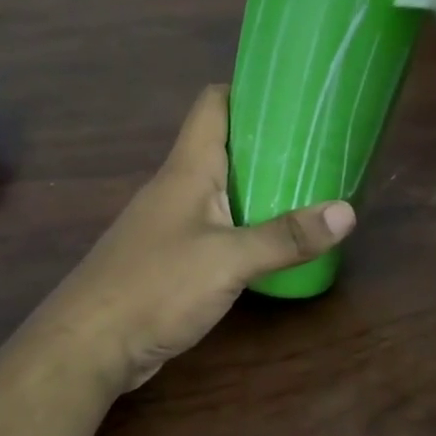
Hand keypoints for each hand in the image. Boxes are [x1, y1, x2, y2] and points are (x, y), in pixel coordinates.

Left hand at [50, 85, 354, 391]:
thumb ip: (285, 237)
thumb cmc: (155, 286)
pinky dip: (246, 219)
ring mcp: (173, 220)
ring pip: (223, 184)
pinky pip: (217, 221)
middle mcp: (179, 184)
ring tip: (309, 183)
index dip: (249, 90)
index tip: (293, 92)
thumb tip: (348, 212)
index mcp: (189, 167)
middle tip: (319, 141)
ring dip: (260, 181)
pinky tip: (273, 235)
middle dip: (269, 138)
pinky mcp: (172, 254)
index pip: (214, 103)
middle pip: (225, 142)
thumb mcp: (228, 260)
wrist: (87, 346)